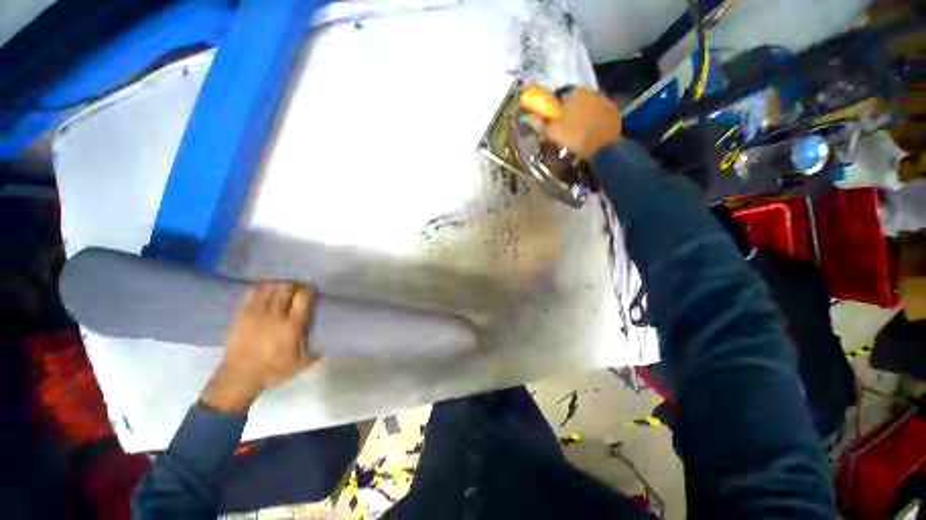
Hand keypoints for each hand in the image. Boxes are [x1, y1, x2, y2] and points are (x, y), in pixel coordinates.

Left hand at [199, 282, 315, 414]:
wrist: (239, 377)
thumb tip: (328, 343)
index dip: (308, 289)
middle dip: (293, 284)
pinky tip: (264, 288)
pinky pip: (251, 293)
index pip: (302, 297)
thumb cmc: (273, 370)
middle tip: (297, 286)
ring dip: (278, 284)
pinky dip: (260, 287)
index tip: (311, 289)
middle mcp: (275, 315)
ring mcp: (256, 313)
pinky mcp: (241, 315)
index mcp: (292, 325)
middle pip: (286, 288)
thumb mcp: (300, 365)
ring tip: (282, 285)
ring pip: (269, 288)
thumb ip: (316, 352)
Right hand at [543, 87, 622, 158]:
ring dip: (585, 116)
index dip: (557, 110)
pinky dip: (596, 122)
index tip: (555, 122)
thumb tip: (538, 125)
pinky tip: (592, 134)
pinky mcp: (614, 111)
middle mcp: (591, 91)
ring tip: (580, 133)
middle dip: (572, 112)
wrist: (602, 145)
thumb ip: (544, 127)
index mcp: (574, 92)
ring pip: (589, 107)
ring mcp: (605, 100)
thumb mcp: (553, 133)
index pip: (562, 98)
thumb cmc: (574, 136)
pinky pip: (600, 115)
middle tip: (567, 128)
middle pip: (577, 102)